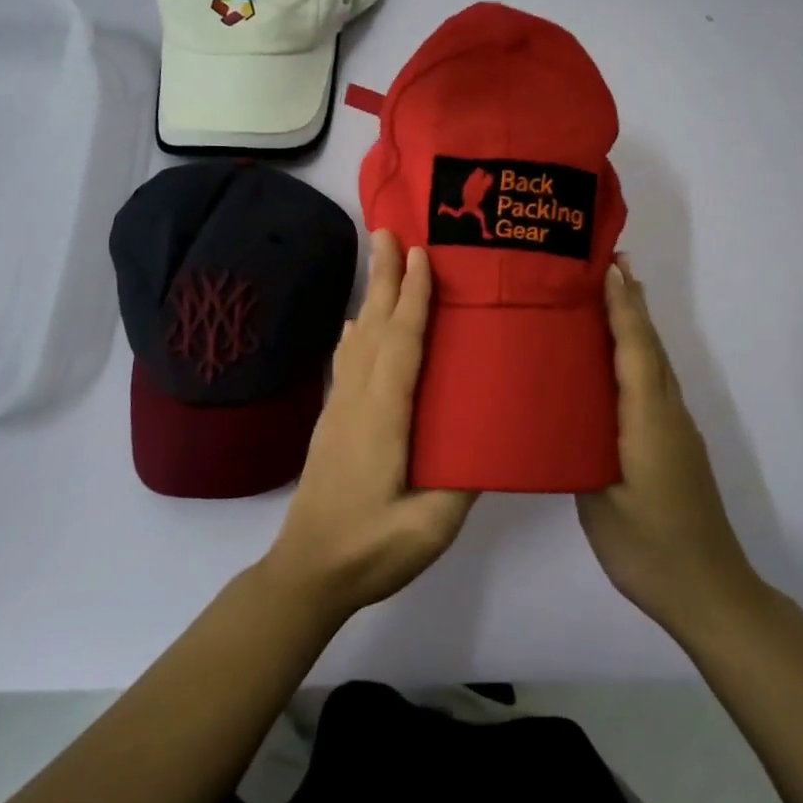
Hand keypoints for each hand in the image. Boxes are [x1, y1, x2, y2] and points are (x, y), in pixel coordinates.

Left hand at [263, 231, 477, 619]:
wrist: (308, 572)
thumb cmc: (371, 549)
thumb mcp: (430, 526)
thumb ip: (463, 480)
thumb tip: (493, 437)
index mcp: (383, 417)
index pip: (401, 344)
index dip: (413, 298)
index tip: (422, 255)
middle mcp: (358, 401)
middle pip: (374, 327)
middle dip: (384, 277)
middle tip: (390, 231)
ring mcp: (340, 410)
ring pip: (358, 340)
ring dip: (370, 296)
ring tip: (379, 260)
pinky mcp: (333, 422)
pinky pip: (348, 361)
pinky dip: (356, 332)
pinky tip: (358, 323)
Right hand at [576, 256, 764, 639]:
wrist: (710, 592)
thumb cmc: (649, 548)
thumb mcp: (600, 501)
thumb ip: (580, 452)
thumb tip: (559, 418)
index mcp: (649, 422)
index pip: (636, 351)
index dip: (622, 308)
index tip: (609, 267)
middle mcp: (669, 416)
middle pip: (651, 348)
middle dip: (632, 304)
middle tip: (607, 265)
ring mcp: (677, 432)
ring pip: (656, 366)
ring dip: (637, 328)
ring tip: (610, 298)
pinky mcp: (676, 447)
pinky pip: (655, 387)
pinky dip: (639, 358)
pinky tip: (617, 364)